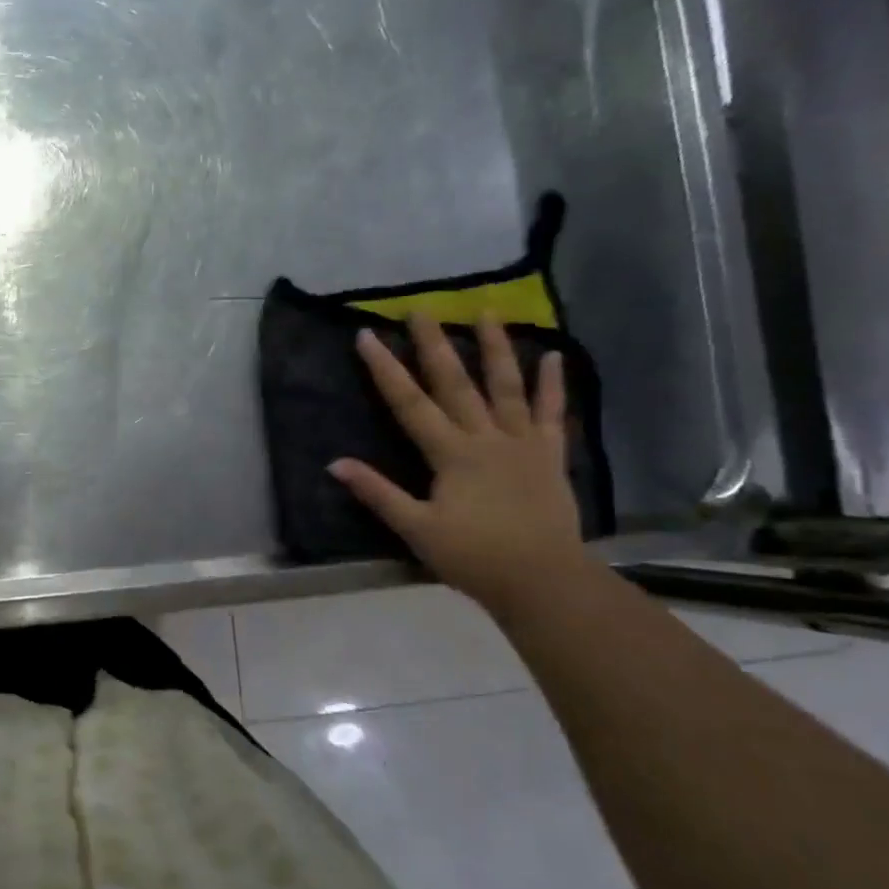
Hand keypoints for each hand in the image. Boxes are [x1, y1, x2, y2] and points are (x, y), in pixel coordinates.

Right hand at [330, 313, 586, 610]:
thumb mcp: (416, 528)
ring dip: (495, 348)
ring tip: (487, 312)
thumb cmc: (473, 555)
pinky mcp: (549, 455)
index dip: (385, 369)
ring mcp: (522, 443)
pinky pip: (551, 413)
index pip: (409, 403)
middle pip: (455, 383)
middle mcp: (485, 437)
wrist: (542, 579)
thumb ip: (377, 493)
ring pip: (506, 387)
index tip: (367, 336)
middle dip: (434, 345)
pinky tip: (553, 357)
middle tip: (421, 309)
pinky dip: (552, 385)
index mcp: (450, 454)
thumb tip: (335, 464)